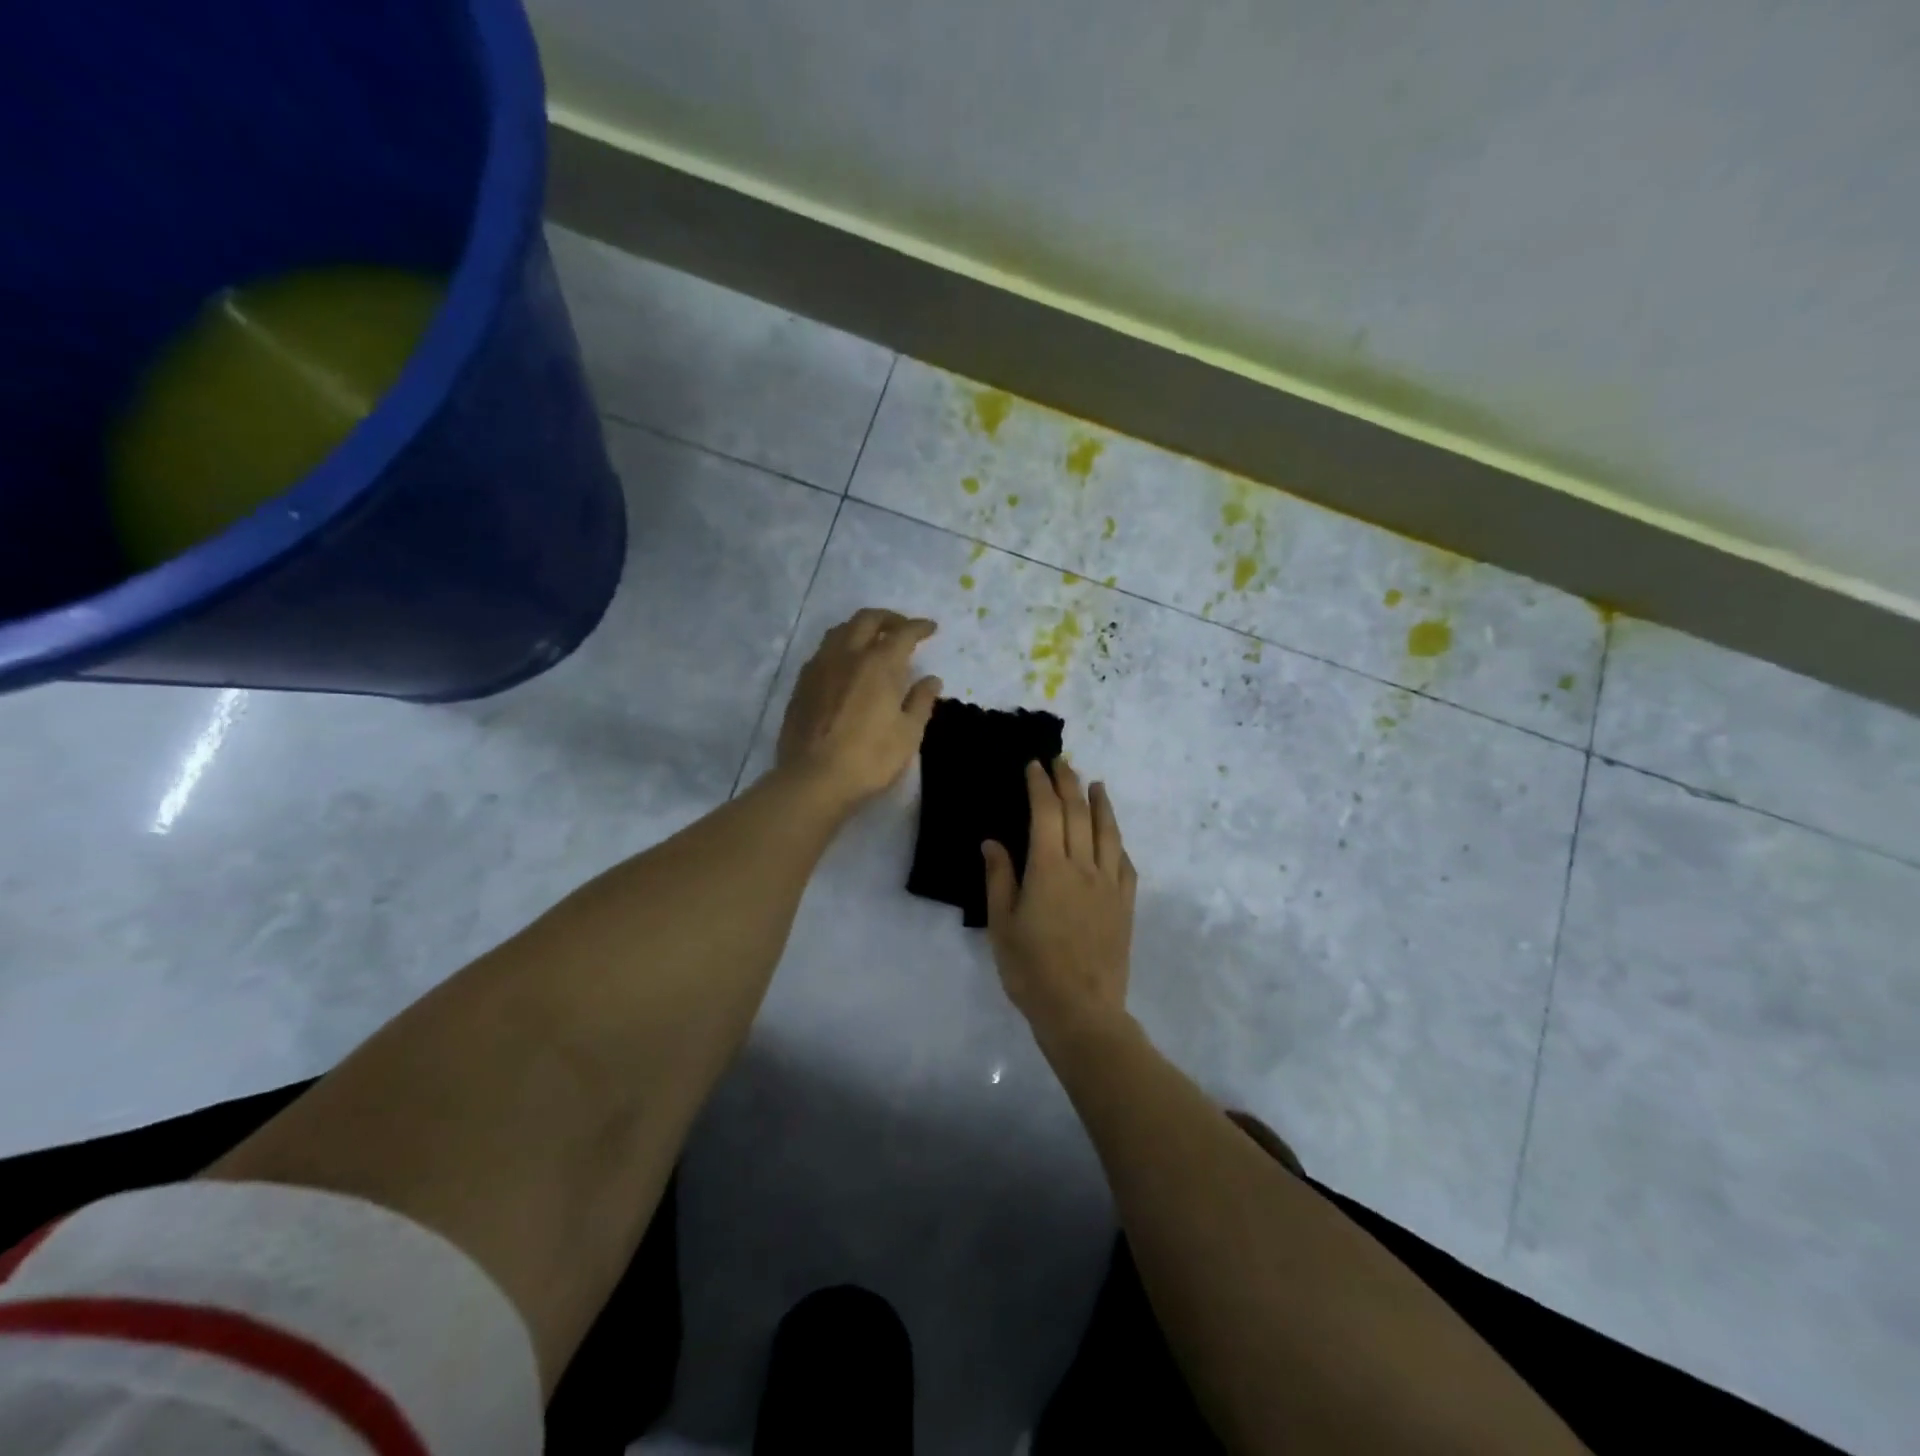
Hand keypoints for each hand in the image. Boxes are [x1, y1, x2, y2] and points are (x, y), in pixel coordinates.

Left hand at [777, 608, 940, 810]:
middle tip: (903, 628)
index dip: (919, 627)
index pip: (903, 633)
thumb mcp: (908, 734)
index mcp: (878, 663)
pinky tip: (845, 664)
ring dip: (860, 628)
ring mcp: (819, 667)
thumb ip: (921, 701)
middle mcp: (847, 655)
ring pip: (840, 631)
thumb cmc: (870, 758)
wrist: (813, 779)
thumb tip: (931, 680)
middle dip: (889, 618)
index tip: (931, 628)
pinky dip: (840, 647)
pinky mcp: (802, 684)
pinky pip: (823, 651)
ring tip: (872, 640)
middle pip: (867, 619)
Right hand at [983, 758, 1137, 1043]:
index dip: (1040, 785)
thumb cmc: (1031, 969)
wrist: (1081, 1010)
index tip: (1034, 766)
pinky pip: (1125, 863)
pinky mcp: (1125, 905)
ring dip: (1100, 804)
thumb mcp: (1002, 925)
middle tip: (1061, 763)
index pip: (1046, 813)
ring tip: (1096, 784)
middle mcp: (1083, 867)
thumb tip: (993, 842)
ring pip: (1107, 832)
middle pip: (1078, 814)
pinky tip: (1114, 837)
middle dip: (1068, 784)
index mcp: (1049, 868)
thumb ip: (999, 879)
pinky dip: (1118, 842)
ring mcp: (1109, 885)